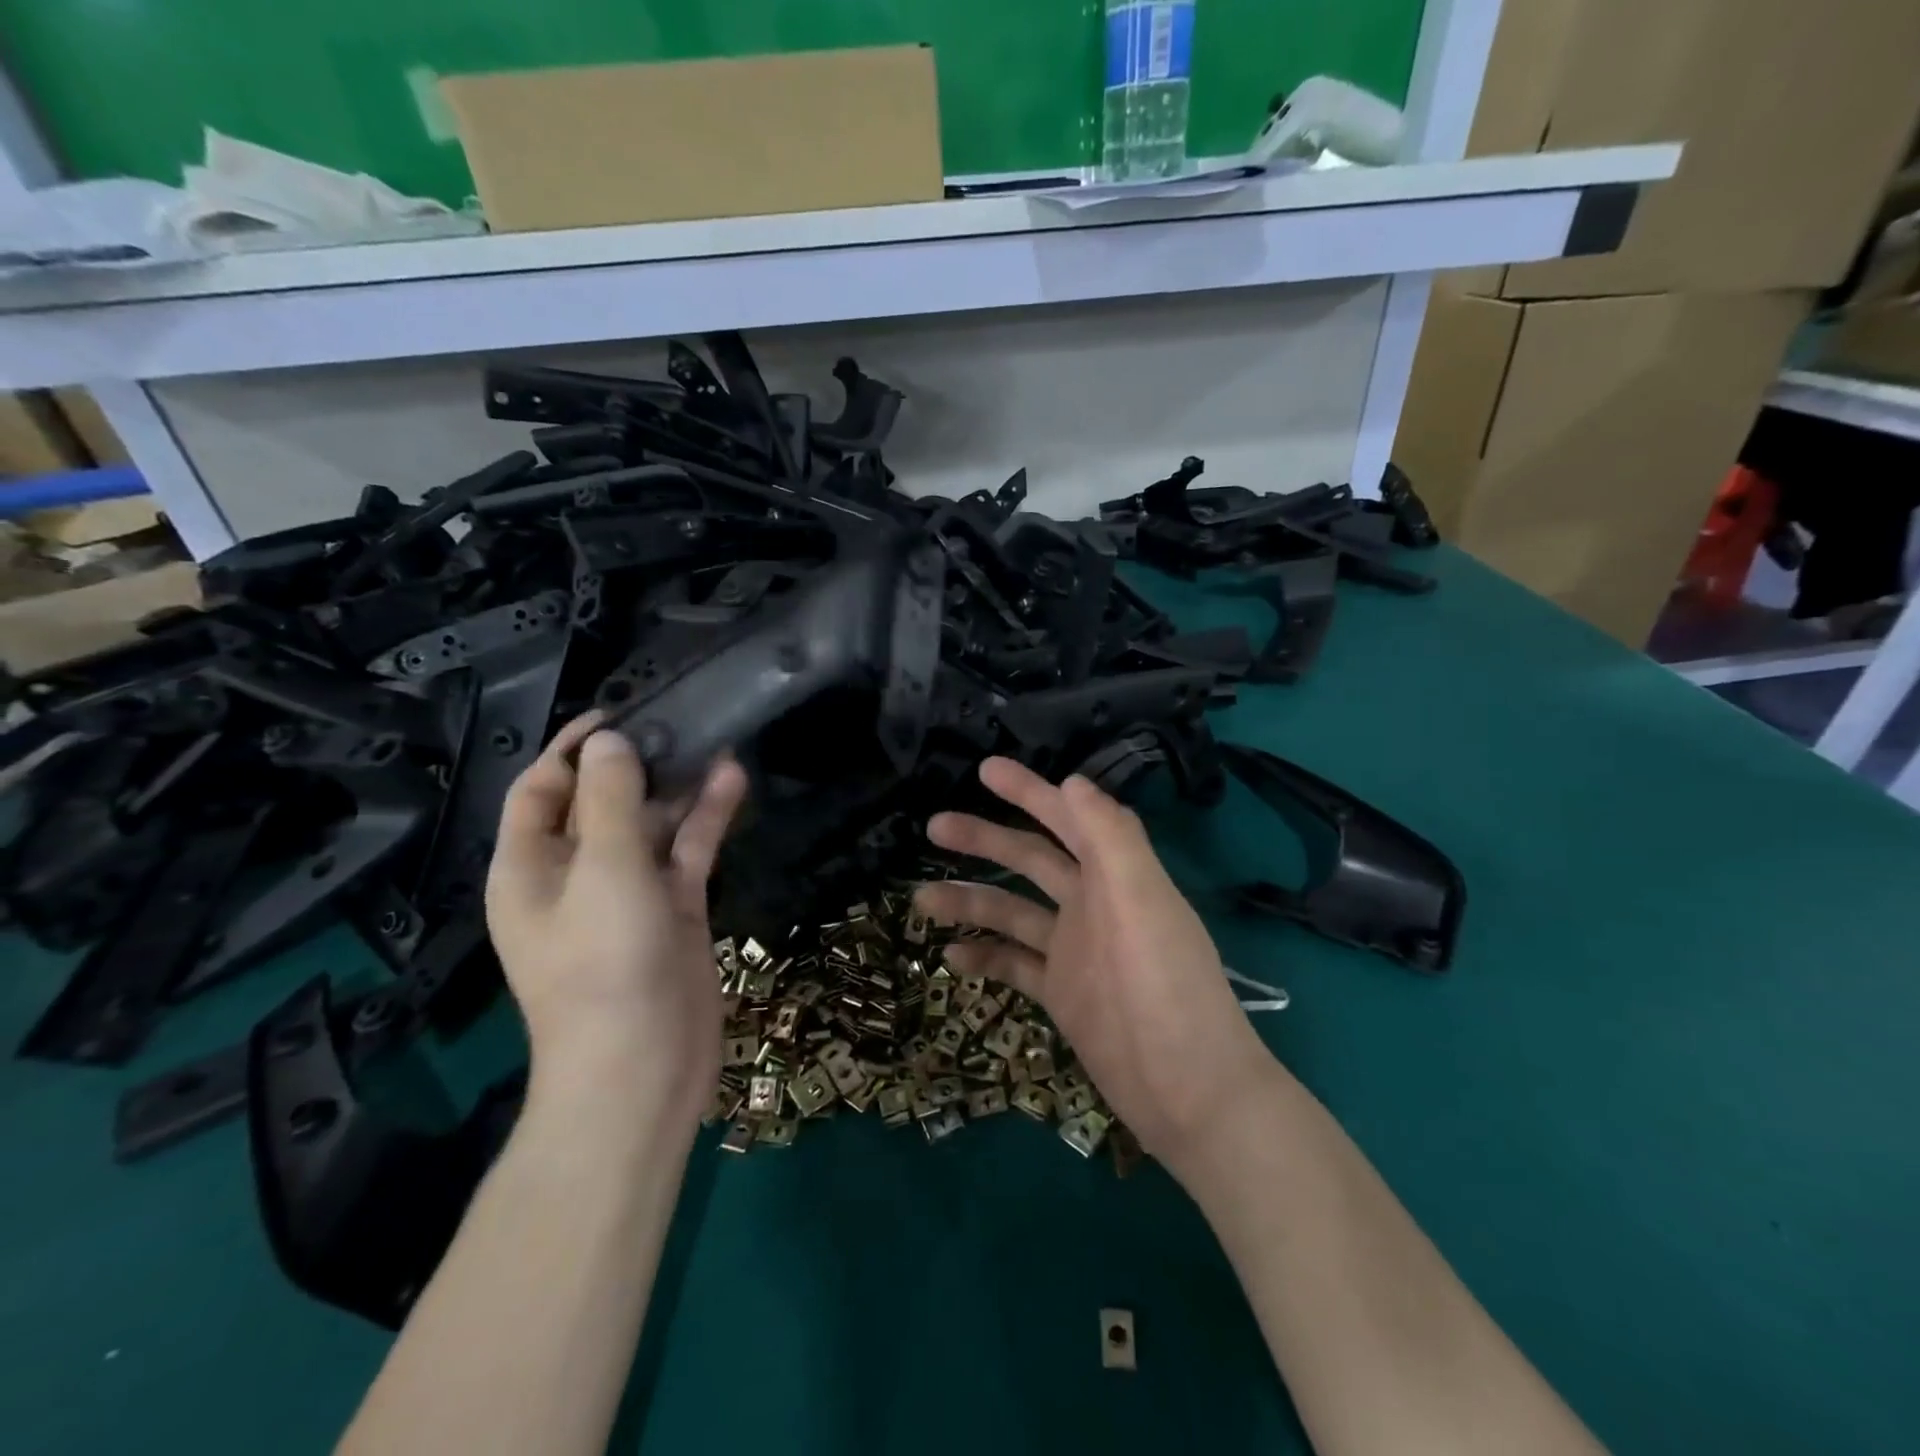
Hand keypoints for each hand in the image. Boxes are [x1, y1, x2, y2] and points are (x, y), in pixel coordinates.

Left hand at [485, 713, 747, 1125]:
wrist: (643, 1067)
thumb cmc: (605, 966)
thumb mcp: (604, 872)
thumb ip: (610, 800)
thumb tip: (613, 741)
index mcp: (531, 866)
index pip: (541, 788)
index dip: (573, 747)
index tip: (619, 712)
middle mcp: (575, 873)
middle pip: (602, 801)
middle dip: (636, 761)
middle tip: (680, 718)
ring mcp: (629, 892)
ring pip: (651, 824)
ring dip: (678, 786)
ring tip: (713, 738)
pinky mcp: (674, 908)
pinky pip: (686, 852)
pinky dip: (706, 818)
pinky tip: (732, 781)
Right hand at [915, 757, 1277, 1181]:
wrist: (1188, 1091)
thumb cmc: (1167, 988)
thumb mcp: (1145, 903)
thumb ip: (1113, 839)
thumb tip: (1071, 781)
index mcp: (1115, 876)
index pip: (1067, 818)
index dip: (1029, 791)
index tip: (984, 769)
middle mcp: (1092, 905)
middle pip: (1029, 859)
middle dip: (984, 839)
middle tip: (933, 826)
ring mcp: (1074, 950)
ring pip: (1012, 912)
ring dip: (970, 901)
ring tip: (921, 898)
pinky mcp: (1062, 993)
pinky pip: (1014, 964)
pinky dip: (984, 957)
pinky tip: (950, 956)